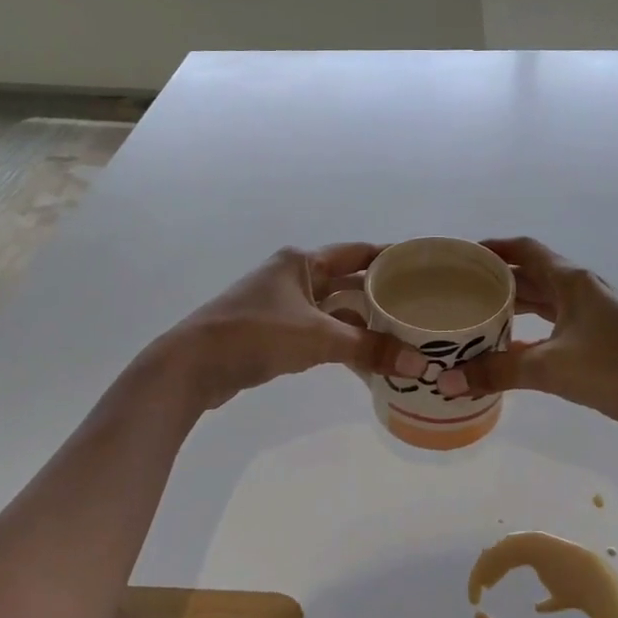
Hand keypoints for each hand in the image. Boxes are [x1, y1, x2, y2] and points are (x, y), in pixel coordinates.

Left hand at [159, 244, 418, 410]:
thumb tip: (420, 363)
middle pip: (347, 281)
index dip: (390, 258)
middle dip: (379, 296)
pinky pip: (317, 331)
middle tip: (419, 308)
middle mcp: (292, 276)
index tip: (423, 267)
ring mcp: (280, 304)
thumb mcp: (318, 338)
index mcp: (302, 262)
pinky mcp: (272, 332)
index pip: (358, 252)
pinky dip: (340, 342)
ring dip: (361, 324)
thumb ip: (369, 349)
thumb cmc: (256, 335)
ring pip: (332, 310)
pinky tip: (363, 359)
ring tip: (400, 337)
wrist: (193, 365)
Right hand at [439, 237, 617, 439]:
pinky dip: (530, 332)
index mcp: (571, 281)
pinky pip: (555, 325)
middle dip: (498, 279)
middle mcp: (582, 290)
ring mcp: (593, 314)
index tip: (463, 255)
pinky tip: (509, 350)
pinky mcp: (599, 339)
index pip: (526, 249)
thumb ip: (496, 372)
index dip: (494, 247)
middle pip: (532, 274)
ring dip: (514, 306)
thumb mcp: (548, 368)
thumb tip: (447, 381)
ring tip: (478, 315)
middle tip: (460, 289)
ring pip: (545, 301)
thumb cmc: (613, 370)